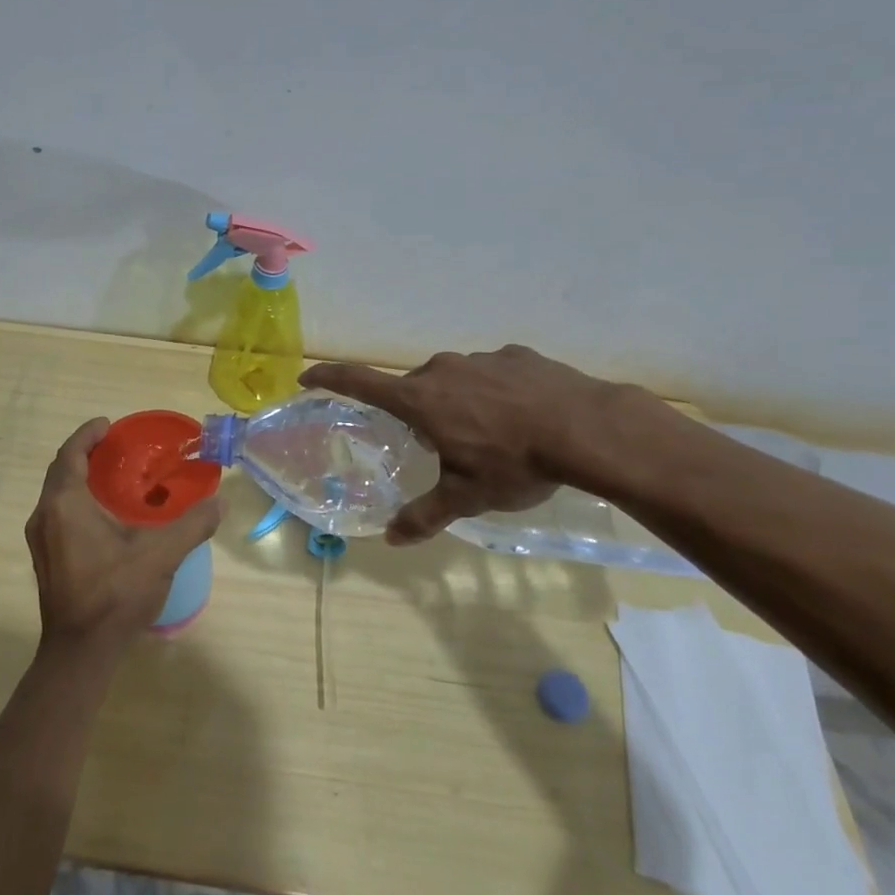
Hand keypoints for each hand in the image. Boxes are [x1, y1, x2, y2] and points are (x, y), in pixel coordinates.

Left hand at [24, 419, 224, 656]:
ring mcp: (40, 540)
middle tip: (115, 447)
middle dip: (85, 454)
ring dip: (79, 479)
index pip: (70, 454)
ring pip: (57, 495)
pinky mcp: (45, 560)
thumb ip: (192, 524)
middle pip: (60, 472)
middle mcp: (44, 516)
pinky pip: (57, 515)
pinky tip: (104, 515)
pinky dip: (77, 502)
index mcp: (64, 505)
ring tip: (112, 477)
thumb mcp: (161, 555)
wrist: (80, 652)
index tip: (108, 424)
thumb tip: (220, 502)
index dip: (87, 435)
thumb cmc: (115, 594)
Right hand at [300, 345, 636, 543]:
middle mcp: (443, 370)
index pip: (360, 382)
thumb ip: (425, 514)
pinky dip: (496, 393)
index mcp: (421, 400)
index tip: (307, 377)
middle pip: (415, 388)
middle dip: (418, 411)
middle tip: (438, 441)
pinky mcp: (517, 356)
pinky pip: (492, 374)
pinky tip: (522, 417)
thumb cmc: (514, 463)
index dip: (329, 378)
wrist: (587, 428)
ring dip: (460, 402)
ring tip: (490, 434)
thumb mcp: (467, 497)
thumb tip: (392, 538)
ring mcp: (482, 359)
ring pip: (455, 380)